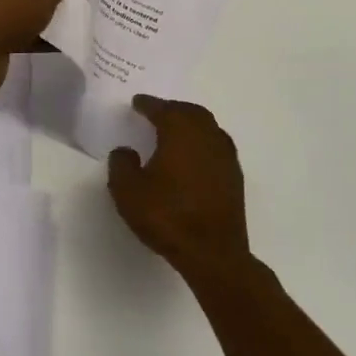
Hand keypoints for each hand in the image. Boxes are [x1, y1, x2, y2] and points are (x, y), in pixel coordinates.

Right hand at [108, 96, 249, 281]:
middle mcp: (206, 136)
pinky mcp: (234, 177)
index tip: (137, 102)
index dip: (148, 104)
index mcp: (180, 132)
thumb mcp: (128, 192)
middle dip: (173, 108)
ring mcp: (225, 156)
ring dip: (192, 123)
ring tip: (176, 130)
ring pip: (208, 127)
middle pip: (191, 112)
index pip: (162, 109)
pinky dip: (204, 142)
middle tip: (157, 112)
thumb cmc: (167, 216)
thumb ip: (121, 165)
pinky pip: (218, 146)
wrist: (213, 253)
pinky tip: (195, 156)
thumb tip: (125, 151)